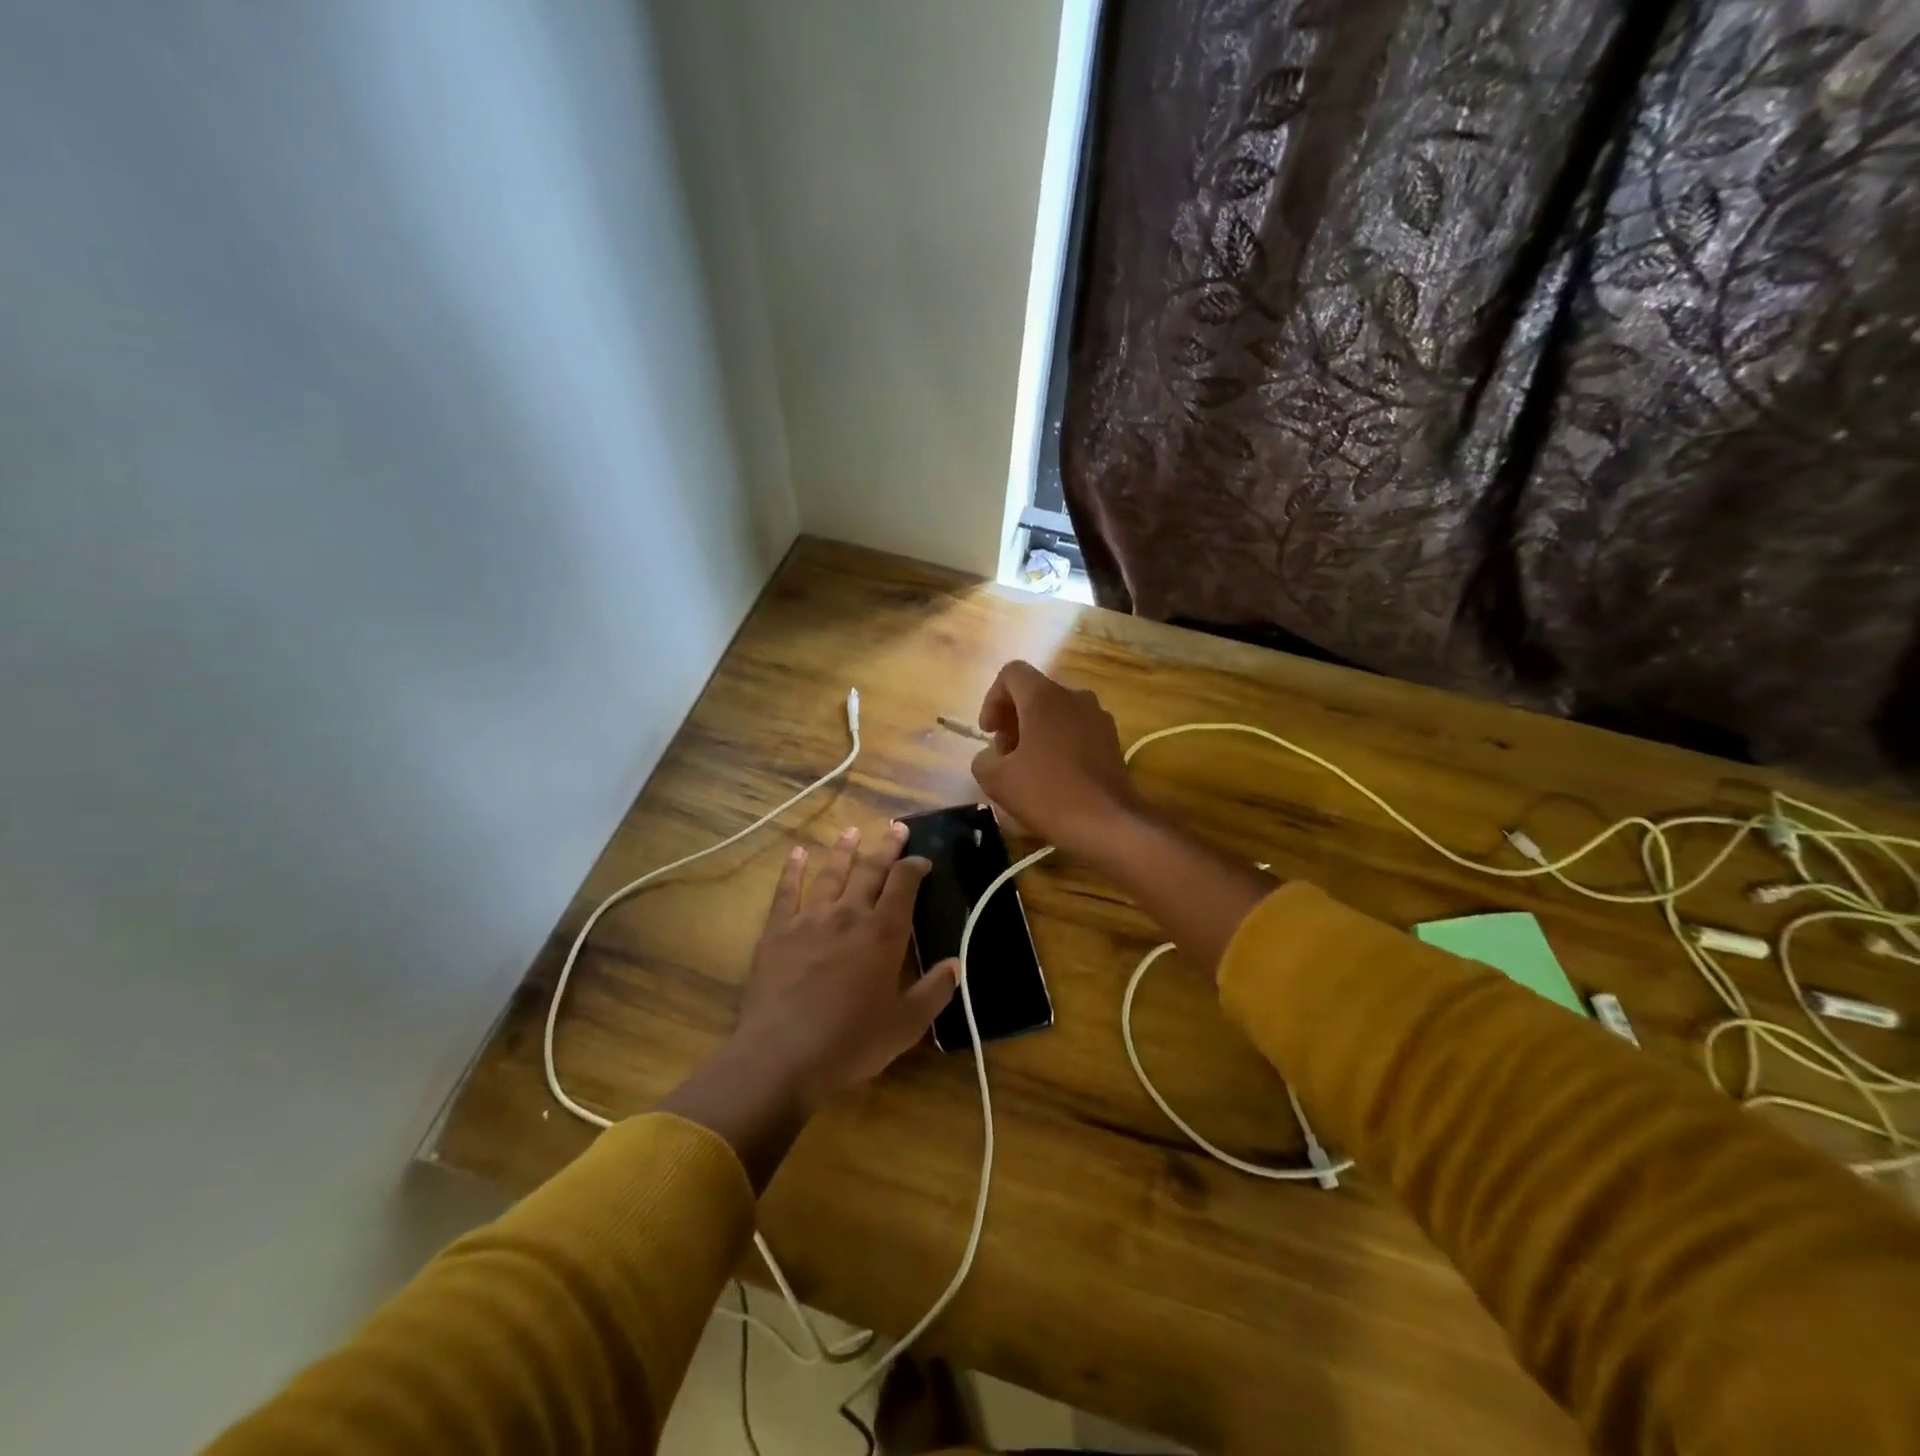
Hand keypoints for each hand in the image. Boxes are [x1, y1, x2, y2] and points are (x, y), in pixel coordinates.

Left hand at [733, 822, 958, 1106]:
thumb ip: (934, 992)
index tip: (922, 859)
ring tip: (852, 831)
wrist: (781, 1056)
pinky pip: (786, 892)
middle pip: (870, 871)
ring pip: (830, 874)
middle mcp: (849, 915)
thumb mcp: (905, 1025)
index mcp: (883, 934)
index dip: (915, 867)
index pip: (903, 885)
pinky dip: (792, 870)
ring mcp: (810, 920)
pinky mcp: (777, 932)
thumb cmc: (850, 1043)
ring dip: (843, 851)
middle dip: (886, 848)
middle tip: (896, 827)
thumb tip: (956, 964)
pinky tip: (796, 853)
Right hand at [970, 661, 1144, 857]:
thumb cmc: (1048, 793)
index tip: (989, 733)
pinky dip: (1059, 744)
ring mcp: (1098, 718)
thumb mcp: (997, 780)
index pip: (1012, 674)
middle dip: (1013, 719)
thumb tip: (992, 756)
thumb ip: (983, 759)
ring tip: (1027, 768)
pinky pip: (1076, 730)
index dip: (992, 699)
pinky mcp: (1112, 741)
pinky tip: (1054, 778)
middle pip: (1035, 693)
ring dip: (1036, 732)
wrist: (1109, 823)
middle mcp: (1075, 697)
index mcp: (1044, 697)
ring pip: (1057, 712)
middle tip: (1004, 755)